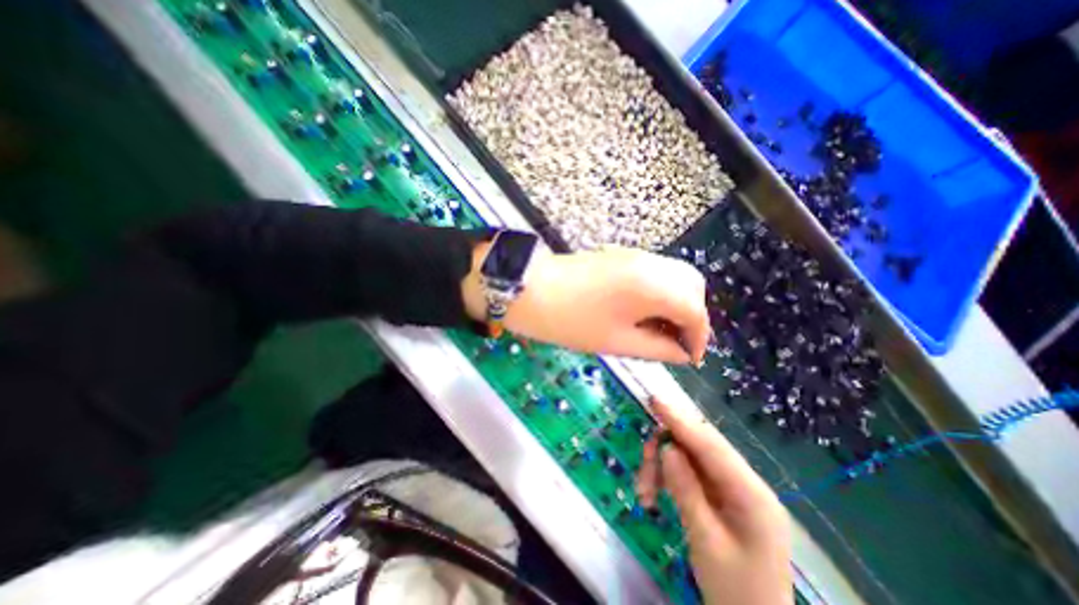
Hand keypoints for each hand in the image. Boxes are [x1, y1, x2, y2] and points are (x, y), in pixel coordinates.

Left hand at [462, 243, 709, 363]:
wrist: (530, 290)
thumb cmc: (571, 321)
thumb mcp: (616, 342)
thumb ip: (657, 348)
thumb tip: (682, 354)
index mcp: (652, 286)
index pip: (695, 310)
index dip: (699, 337)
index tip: (691, 358)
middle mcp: (650, 264)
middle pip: (691, 285)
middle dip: (692, 315)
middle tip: (675, 340)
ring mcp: (635, 255)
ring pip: (674, 275)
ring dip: (676, 302)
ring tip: (658, 328)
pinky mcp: (621, 255)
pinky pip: (655, 271)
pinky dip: (660, 291)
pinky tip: (643, 311)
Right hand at [634, 397, 790, 604]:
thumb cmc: (736, 593)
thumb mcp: (706, 543)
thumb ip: (687, 491)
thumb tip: (667, 448)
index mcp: (753, 496)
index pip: (712, 446)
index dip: (681, 421)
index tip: (655, 401)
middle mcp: (745, 483)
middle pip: (700, 447)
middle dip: (666, 449)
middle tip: (643, 464)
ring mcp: (733, 488)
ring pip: (690, 457)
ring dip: (663, 467)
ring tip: (645, 492)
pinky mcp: (721, 494)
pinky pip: (689, 472)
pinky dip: (668, 477)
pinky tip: (655, 493)